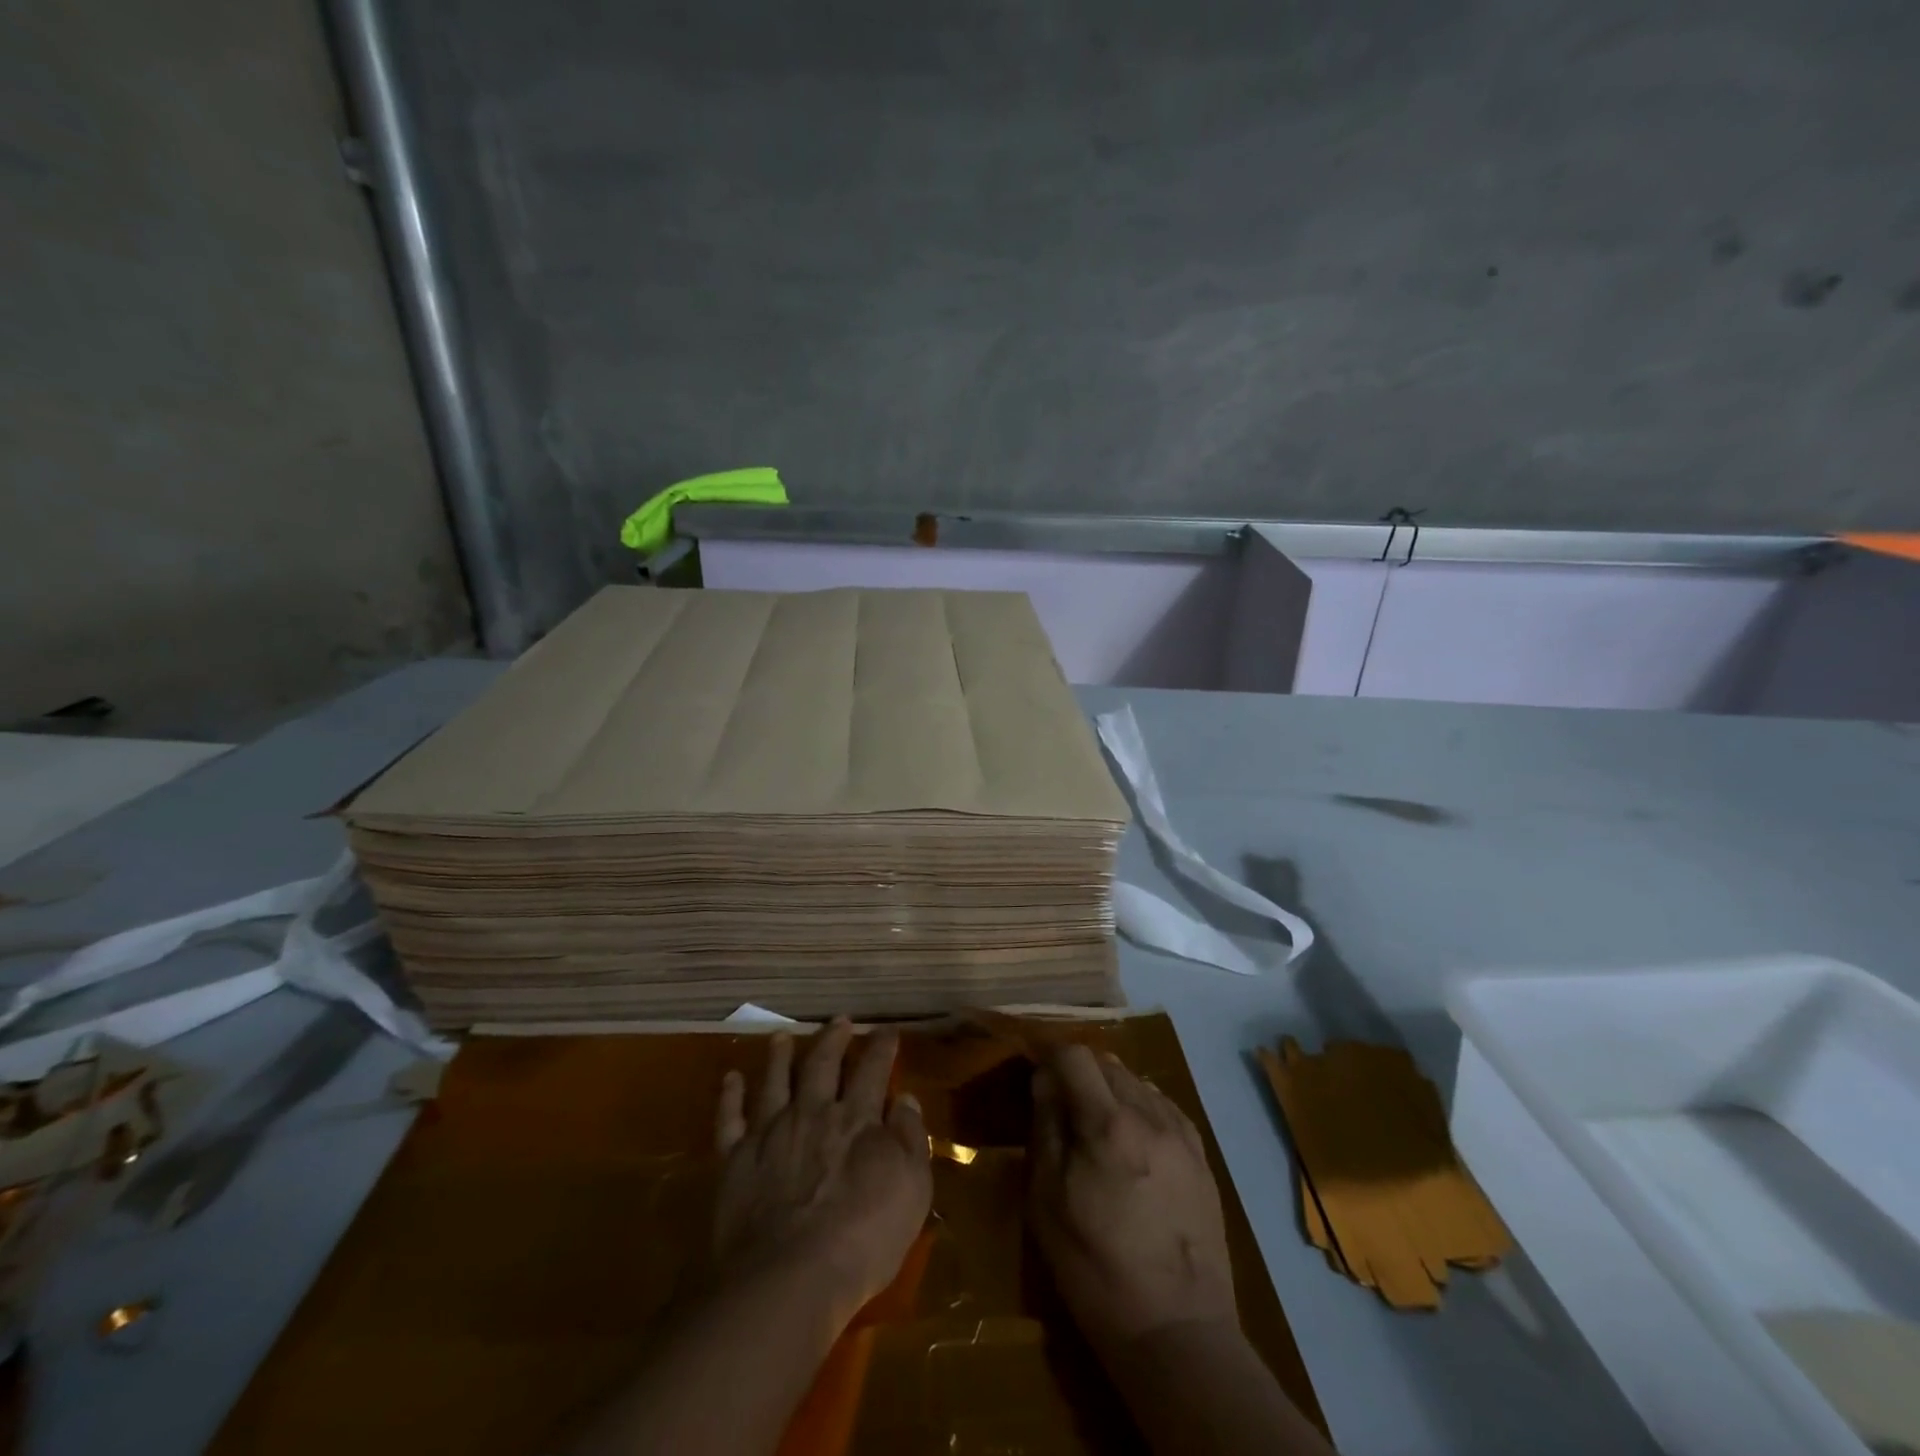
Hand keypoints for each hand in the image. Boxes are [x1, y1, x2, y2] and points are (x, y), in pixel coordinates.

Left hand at [713, 1019, 930, 1325]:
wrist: (788, 1278)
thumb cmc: (863, 1239)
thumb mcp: (912, 1189)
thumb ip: (910, 1139)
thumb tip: (905, 1099)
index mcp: (857, 1118)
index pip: (873, 1069)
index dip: (882, 1046)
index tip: (887, 1030)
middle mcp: (813, 1112)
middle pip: (822, 1063)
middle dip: (833, 1038)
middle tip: (839, 1020)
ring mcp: (771, 1132)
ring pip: (775, 1080)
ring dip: (779, 1056)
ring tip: (782, 1036)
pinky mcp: (736, 1160)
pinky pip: (730, 1119)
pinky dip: (730, 1096)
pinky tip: (731, 1079)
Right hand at [1027, 1043, 1238, 1352]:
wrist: (1178, 1332)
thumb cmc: (1096, 1270)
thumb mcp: (1048, 1202)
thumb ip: (1046, 1129)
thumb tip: (1045, 1080)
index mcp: (1107, 1124)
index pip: (1075, 1055)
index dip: (1050, 1058)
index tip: (1037, 1080)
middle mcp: (1149, 1115)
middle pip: (1107, 1063)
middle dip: (1080, 1074)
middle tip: (1063, 1109)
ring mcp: (1181, 1134)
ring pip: (1137, 1081)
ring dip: (1111, 1090)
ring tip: (1098, 1129)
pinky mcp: (1201, 1157)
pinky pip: (1164, 1107)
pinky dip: (1141, 1109)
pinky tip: (1133, 1141)